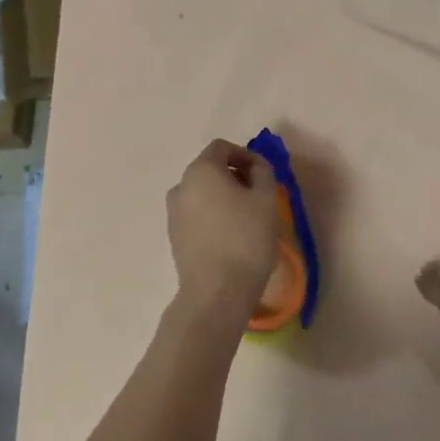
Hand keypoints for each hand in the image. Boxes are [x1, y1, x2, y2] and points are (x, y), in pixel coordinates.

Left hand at [166, 139, 282, 323]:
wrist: (216, 292)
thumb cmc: (246, 239)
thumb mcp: (266, 198)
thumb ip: (262, 171)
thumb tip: (254, 166)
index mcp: (200, 170)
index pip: (221, 147)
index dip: (244, 154)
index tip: (262, 174)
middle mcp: (181, 185)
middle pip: (210, 168)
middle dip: (234, 175)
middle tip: (258, 195)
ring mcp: (173, 212)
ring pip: (202, 192)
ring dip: (223, 196)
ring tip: (246, 218)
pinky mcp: (174, 236)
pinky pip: (196, 214)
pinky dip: (212, 215)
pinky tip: (230, 236)